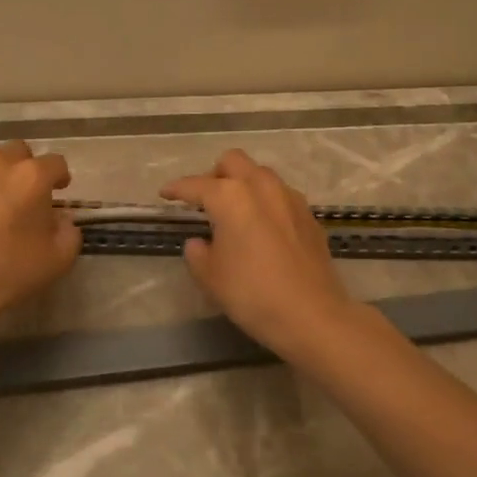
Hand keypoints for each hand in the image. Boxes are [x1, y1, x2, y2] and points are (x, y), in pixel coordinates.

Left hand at [0, 139, 80, 330]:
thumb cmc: (4, 272)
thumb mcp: (58, 260)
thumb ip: (69, 232)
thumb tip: (60, 219)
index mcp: (30, 176)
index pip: (56, 163)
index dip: (61, 178)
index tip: (60, 193)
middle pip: (19, 153)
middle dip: (27, 170)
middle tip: (27, 198)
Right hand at [161, 149, 362, 358]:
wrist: (311, 314)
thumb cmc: (252, 294)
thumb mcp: (210, 277)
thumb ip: (197, 253)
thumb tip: (199, 243)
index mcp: (230, 196)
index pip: (196, 185)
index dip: (176, 189)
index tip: (165, 194)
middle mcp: (261, 186)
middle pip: (233, 162)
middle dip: (215, 174)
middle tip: (205, 200)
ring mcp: (289, 197)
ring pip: (261, 174)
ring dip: (244, 184)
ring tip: (235, 212)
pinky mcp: (309, 215)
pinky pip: (281, 195)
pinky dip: (266, 202)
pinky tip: (263, 228)